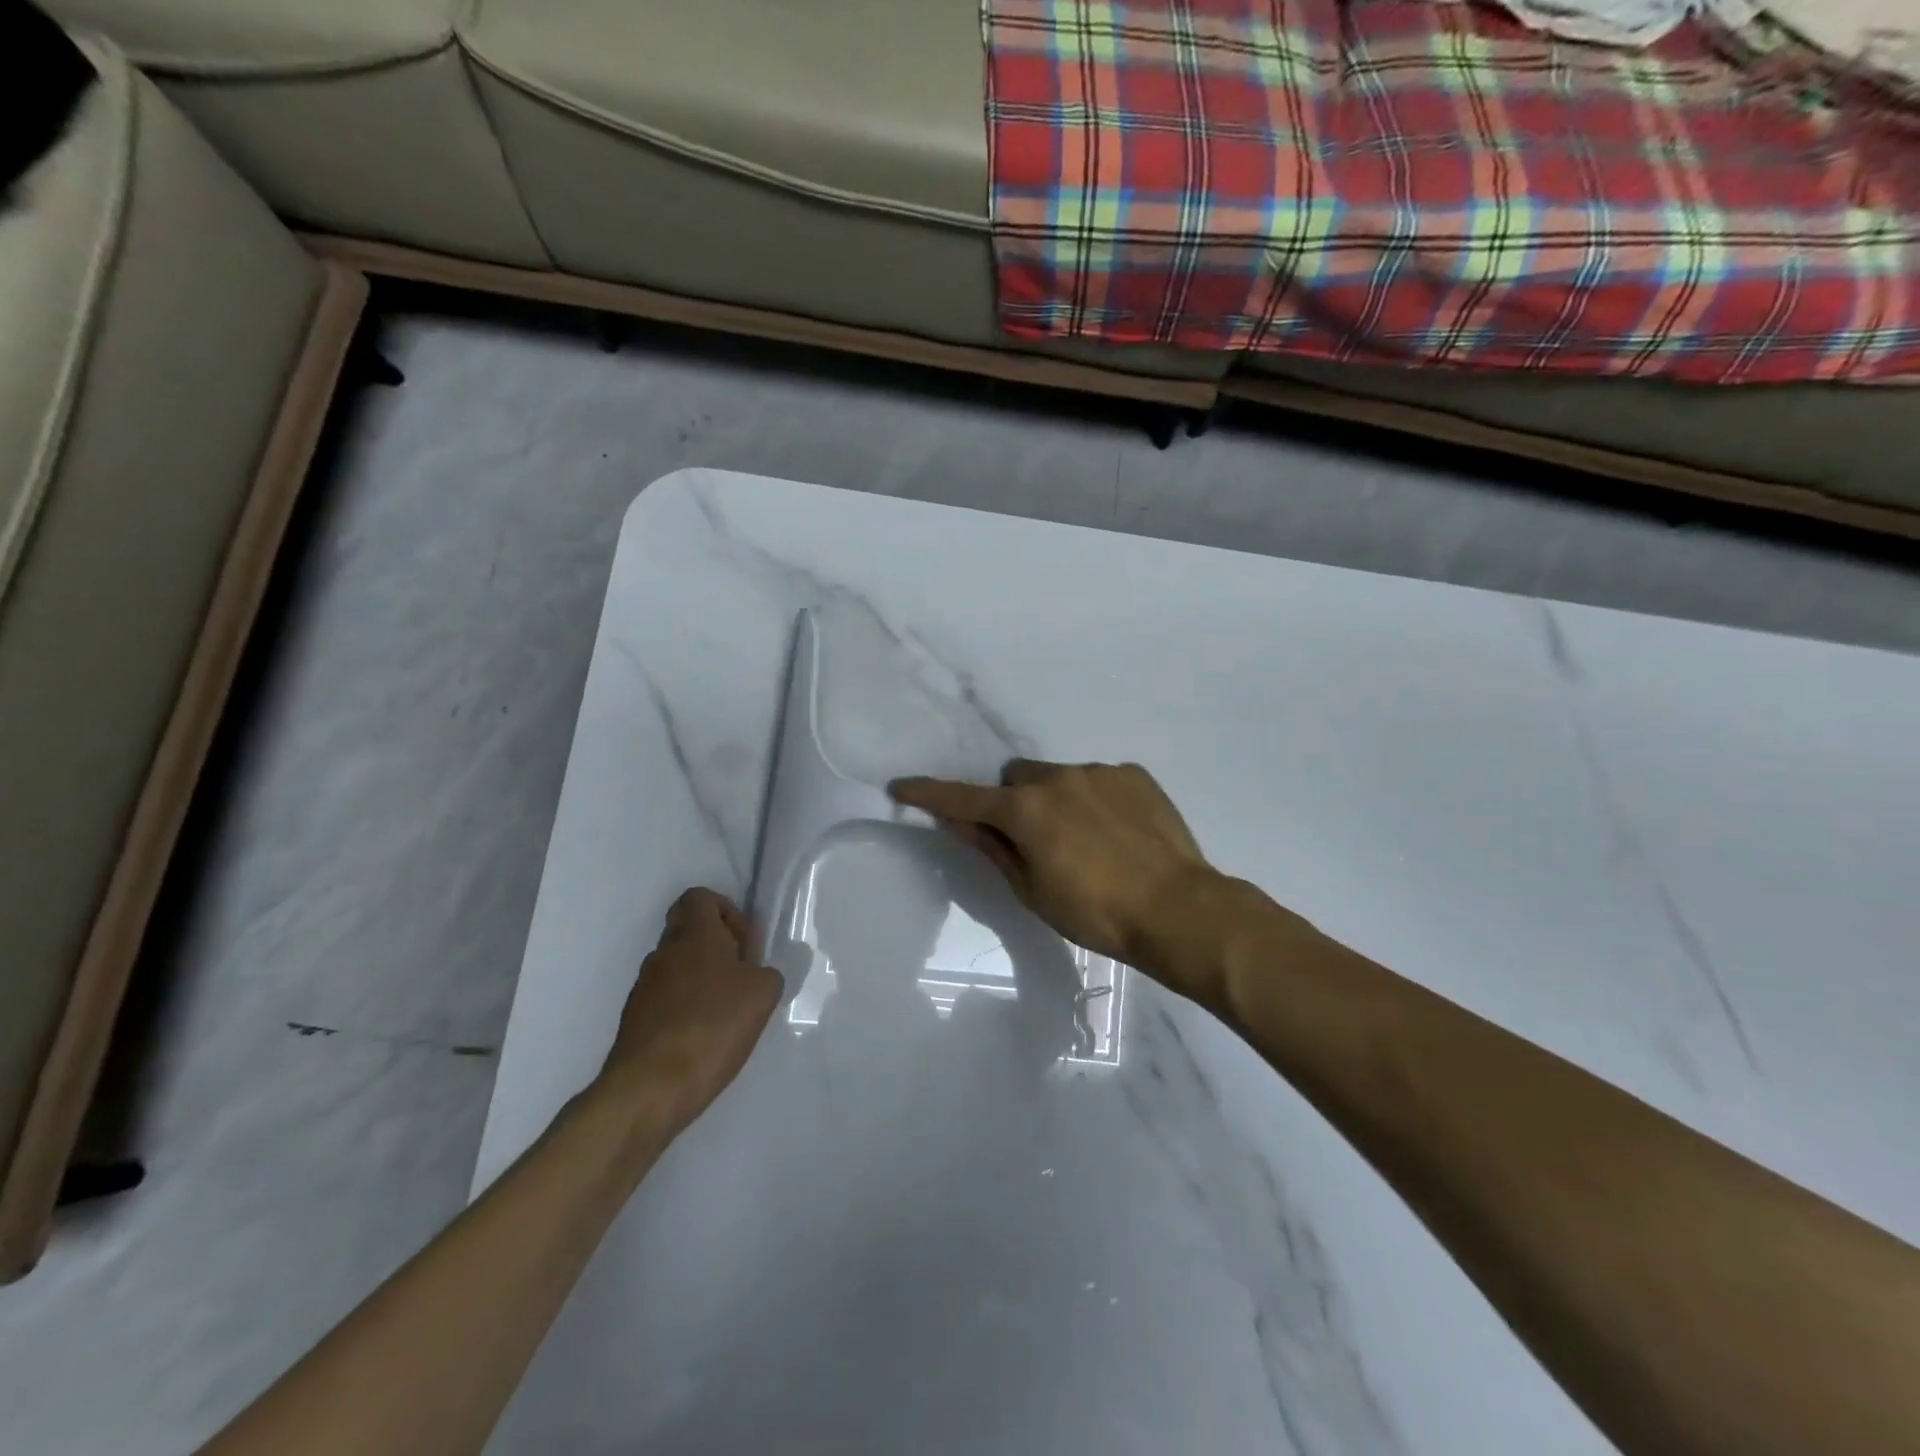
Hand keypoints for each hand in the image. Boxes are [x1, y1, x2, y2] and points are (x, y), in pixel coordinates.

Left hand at [599, 889, 782, 1132]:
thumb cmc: (713, 1025)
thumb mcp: (763, 993)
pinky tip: (704, 1037)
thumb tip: (756, 974)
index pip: (699, 897)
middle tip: (741, 975)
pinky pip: (666, 998)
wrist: (650, 1087)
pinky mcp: (635, 1020)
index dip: (726, 910)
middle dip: (717, 947)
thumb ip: (766, 973)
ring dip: (701, 978)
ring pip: (677, 966)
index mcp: (694, 934)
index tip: (744, 942)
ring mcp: (644, 986)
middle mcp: (663, 952)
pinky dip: (686, 1007)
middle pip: (688, 931)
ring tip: (726, 1012)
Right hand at [890, 760, 1220, 990]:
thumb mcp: (1032, 891)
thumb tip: (958, 822)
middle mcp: (1058, 777)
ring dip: (1055, 800)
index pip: (964, 798)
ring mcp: (1099, 772)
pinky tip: (1117, 834)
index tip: (902, 787)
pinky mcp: (1133, 774)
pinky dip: (1094, 800)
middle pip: (1015, 778)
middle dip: (1013, 801)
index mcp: (1026, 810)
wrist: (1178, 909)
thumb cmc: (1096, 913)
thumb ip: (992, 848)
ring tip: (1086, 842)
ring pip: (1058, 776)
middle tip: (1032, 839)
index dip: (930, 794)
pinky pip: (1097, 780)